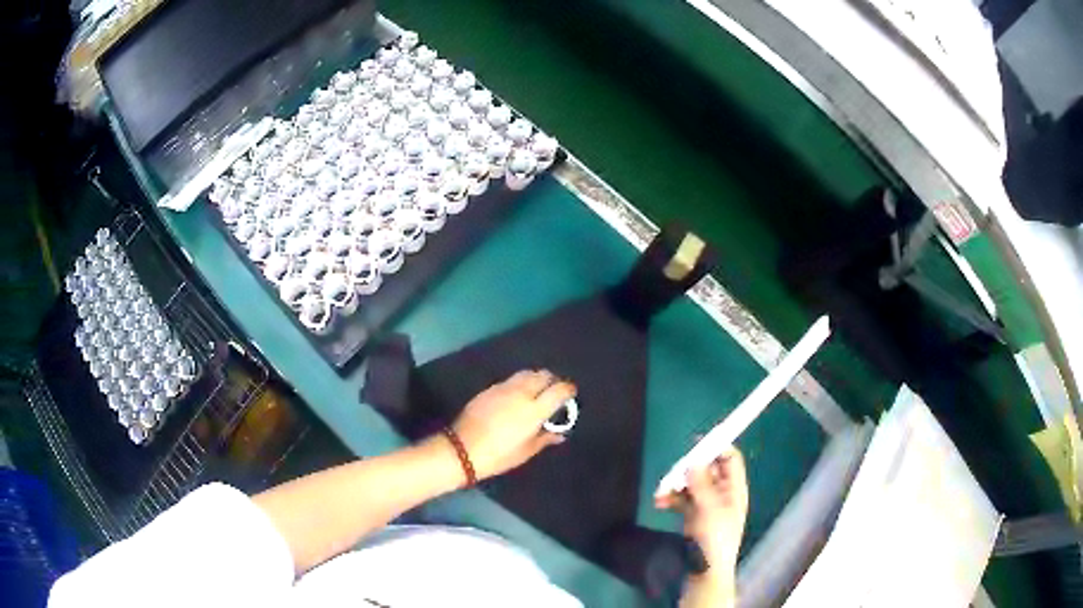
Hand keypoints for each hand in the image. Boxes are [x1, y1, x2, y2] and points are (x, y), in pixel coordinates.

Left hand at [451, 370, 573, 480]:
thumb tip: (560, 433)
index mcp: (534, 410)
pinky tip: (516, 396)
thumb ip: (545, 438)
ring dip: (536, 378)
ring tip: (536, 391)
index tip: (571, 394)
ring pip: (526, 373)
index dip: (568, 389)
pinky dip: (519, 383)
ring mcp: (503, 388)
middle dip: (552, 380)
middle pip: (543, 375)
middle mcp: (521, 393)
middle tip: (554, 392)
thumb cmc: (498, 455)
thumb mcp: (526, 451)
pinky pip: (510, 380)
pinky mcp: (489, 389)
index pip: (559, 389)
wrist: (462, 449)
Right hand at [655, 448, 748, 574]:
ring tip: (660, 492)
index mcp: (734, 489)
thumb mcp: (710, 510)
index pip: (730, 460)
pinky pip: (682, 499)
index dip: (717, 448)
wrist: (705, 573)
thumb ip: (702, 485)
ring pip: (692, 485)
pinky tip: (660, 503)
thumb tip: (693, 461)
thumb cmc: (715, 539)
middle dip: (688, 470)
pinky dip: (671, 498)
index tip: (697, 443)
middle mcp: (722, 494)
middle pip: (707, 470)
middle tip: (673, 473)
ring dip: (675, 485)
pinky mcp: (693, 516)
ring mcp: (707, 505)